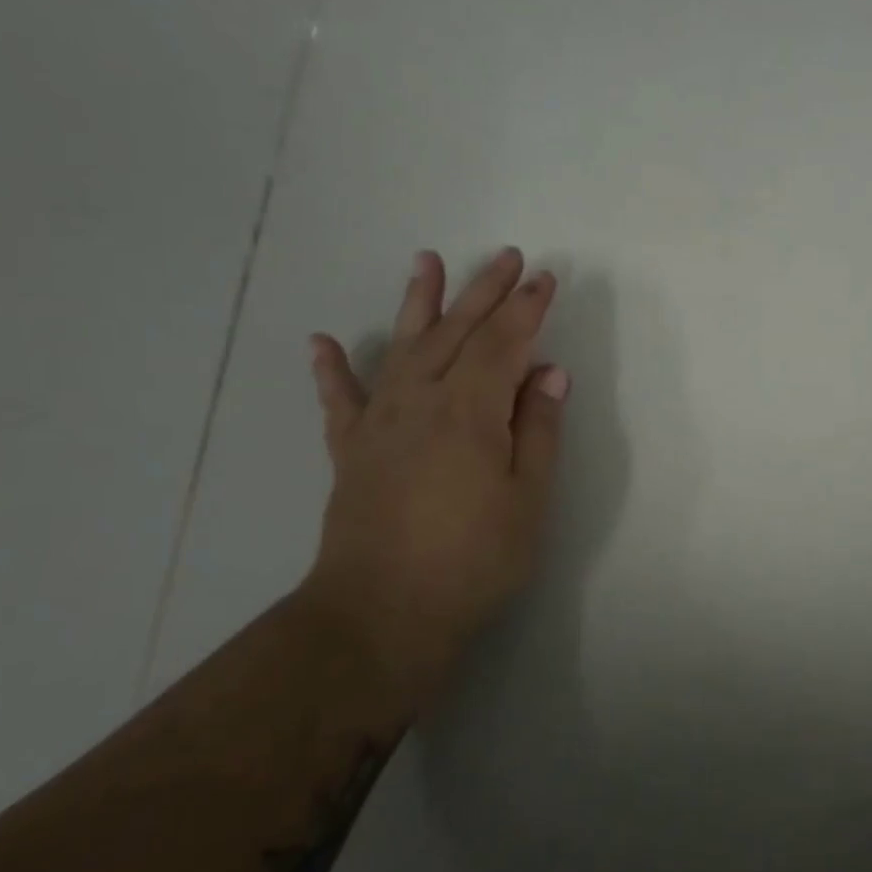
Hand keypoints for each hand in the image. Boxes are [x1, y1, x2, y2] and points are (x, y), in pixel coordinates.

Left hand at [302, 247, 567, 698]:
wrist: (382, 614)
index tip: (545, 279)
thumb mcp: (528, 499)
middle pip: (457, 332)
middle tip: (505, 256)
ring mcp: (380, 422)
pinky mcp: (351, 450)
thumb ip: (538, 429)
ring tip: (425, 262)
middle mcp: (421, 401)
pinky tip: (322, 342)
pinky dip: (332, 370)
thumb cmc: (473, 561)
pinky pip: (340, 400)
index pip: (505, 343)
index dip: (527, 309)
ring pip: (402, 347)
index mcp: (471, 411)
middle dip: (485, 291)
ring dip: (418, 303)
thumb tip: (549, 372)